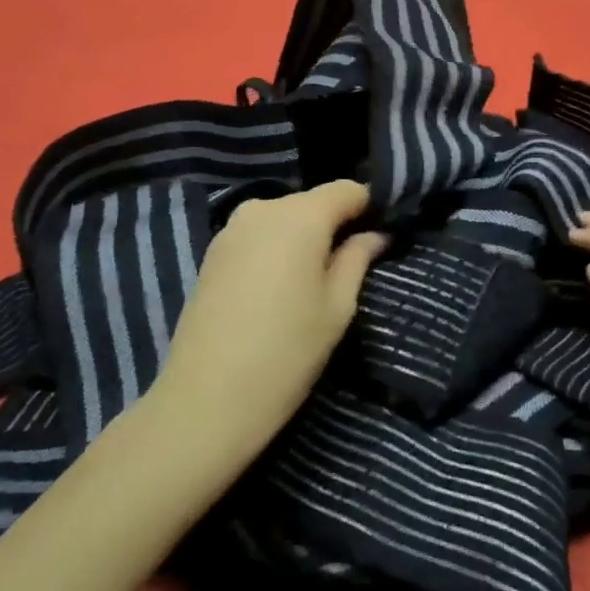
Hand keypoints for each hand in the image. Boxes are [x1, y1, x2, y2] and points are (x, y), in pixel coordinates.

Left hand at [154, 180, 387, 462]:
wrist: (206, 401)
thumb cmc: (287, 352)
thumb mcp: (337, 307)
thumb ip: (358, 259)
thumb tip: (375, 235)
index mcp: (300, 216)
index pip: (347, 189)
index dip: (370, 206)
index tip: (383, 233)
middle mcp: (263, 209)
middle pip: (313, 202)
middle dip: (335, 224)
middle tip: (352, 263)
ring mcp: (231, 229)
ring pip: (283, 219)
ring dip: (303, 238)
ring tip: (314, 280)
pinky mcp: (212, 252)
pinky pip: (258, 236)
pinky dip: (276, 250)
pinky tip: (279, 287)